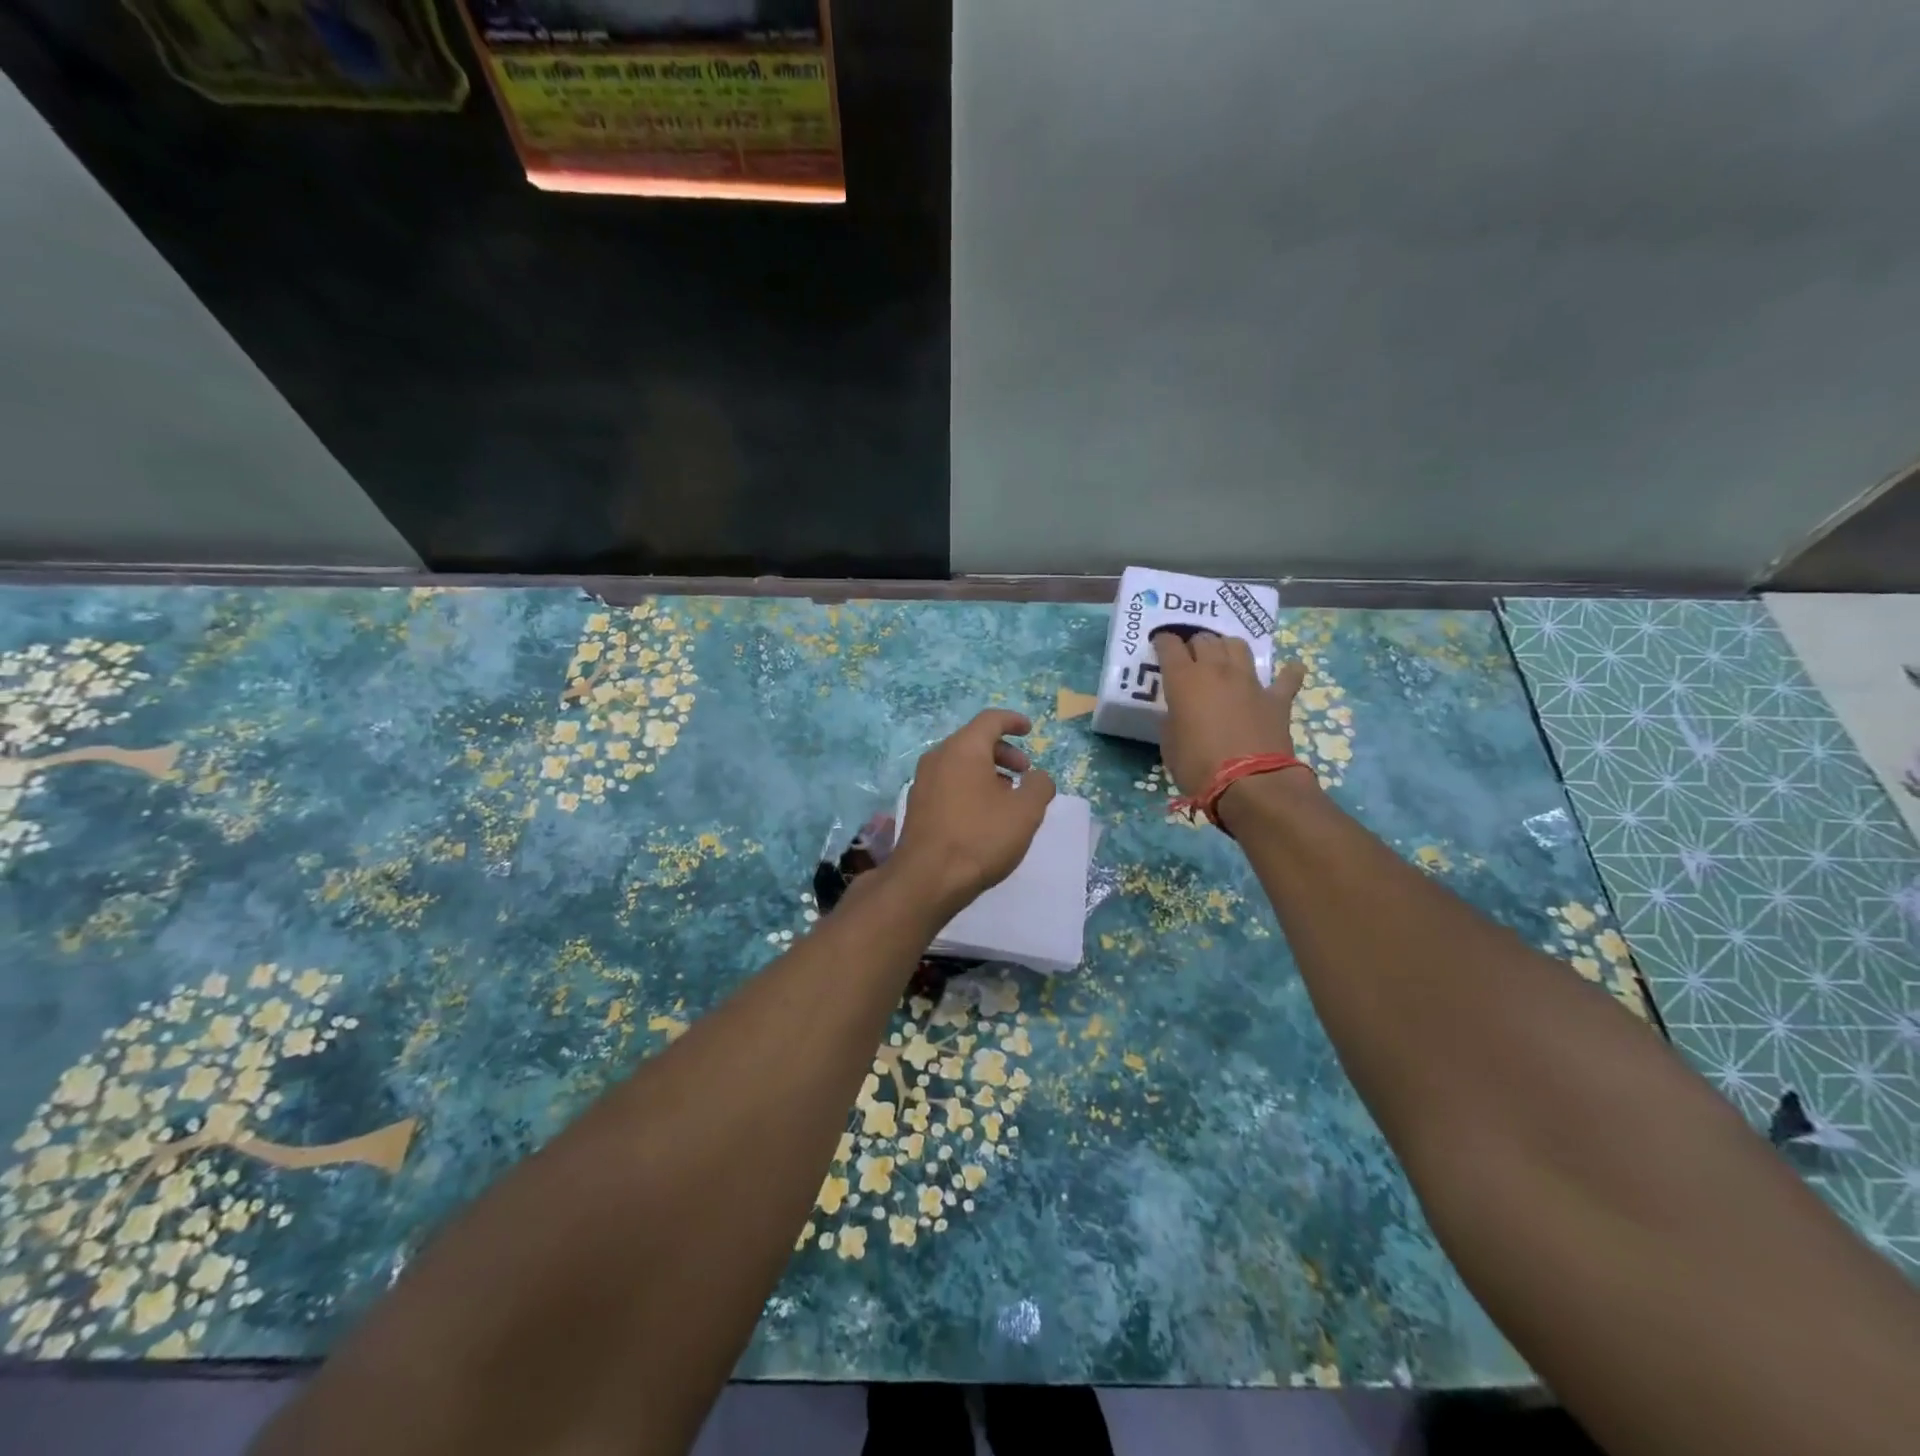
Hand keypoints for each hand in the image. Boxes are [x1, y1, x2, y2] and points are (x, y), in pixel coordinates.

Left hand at [892, 710, 1055, 918]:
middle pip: (974, 741)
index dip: (1013, 721)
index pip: (990, 720)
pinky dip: (970, 786)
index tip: (1030, 730)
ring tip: (1009, 796)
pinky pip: (948, 782)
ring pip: (960, 763)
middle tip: (1025, 772)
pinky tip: (984, 814)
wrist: (927, 879)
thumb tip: (1038, 777)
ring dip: (988, 771)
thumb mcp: (1025, 812)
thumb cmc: (980, 837)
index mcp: (963, 748)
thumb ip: (1040, 786)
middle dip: (1004, 751)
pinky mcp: (917, 806)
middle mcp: (938, 757)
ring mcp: (923, 782)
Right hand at [1152, 629, 1307, 797]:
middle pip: (1205, 639)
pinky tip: (1289, 671)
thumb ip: (1173, 721)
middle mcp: (1216, 671)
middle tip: (1190, 657)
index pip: (1169, 646)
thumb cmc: (1198, 766)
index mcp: (1184, 680)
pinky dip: (1287, 673)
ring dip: (1227, 647)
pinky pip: (1286, 677)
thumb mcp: (1169, 746)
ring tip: (1224, 658)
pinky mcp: (1276, 698)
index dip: (1163, 642)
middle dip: (1194, 644)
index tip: (1159, 645)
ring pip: (1238, 645)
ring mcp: (1249, 682)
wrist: (1250, 783)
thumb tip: (1179, 715)